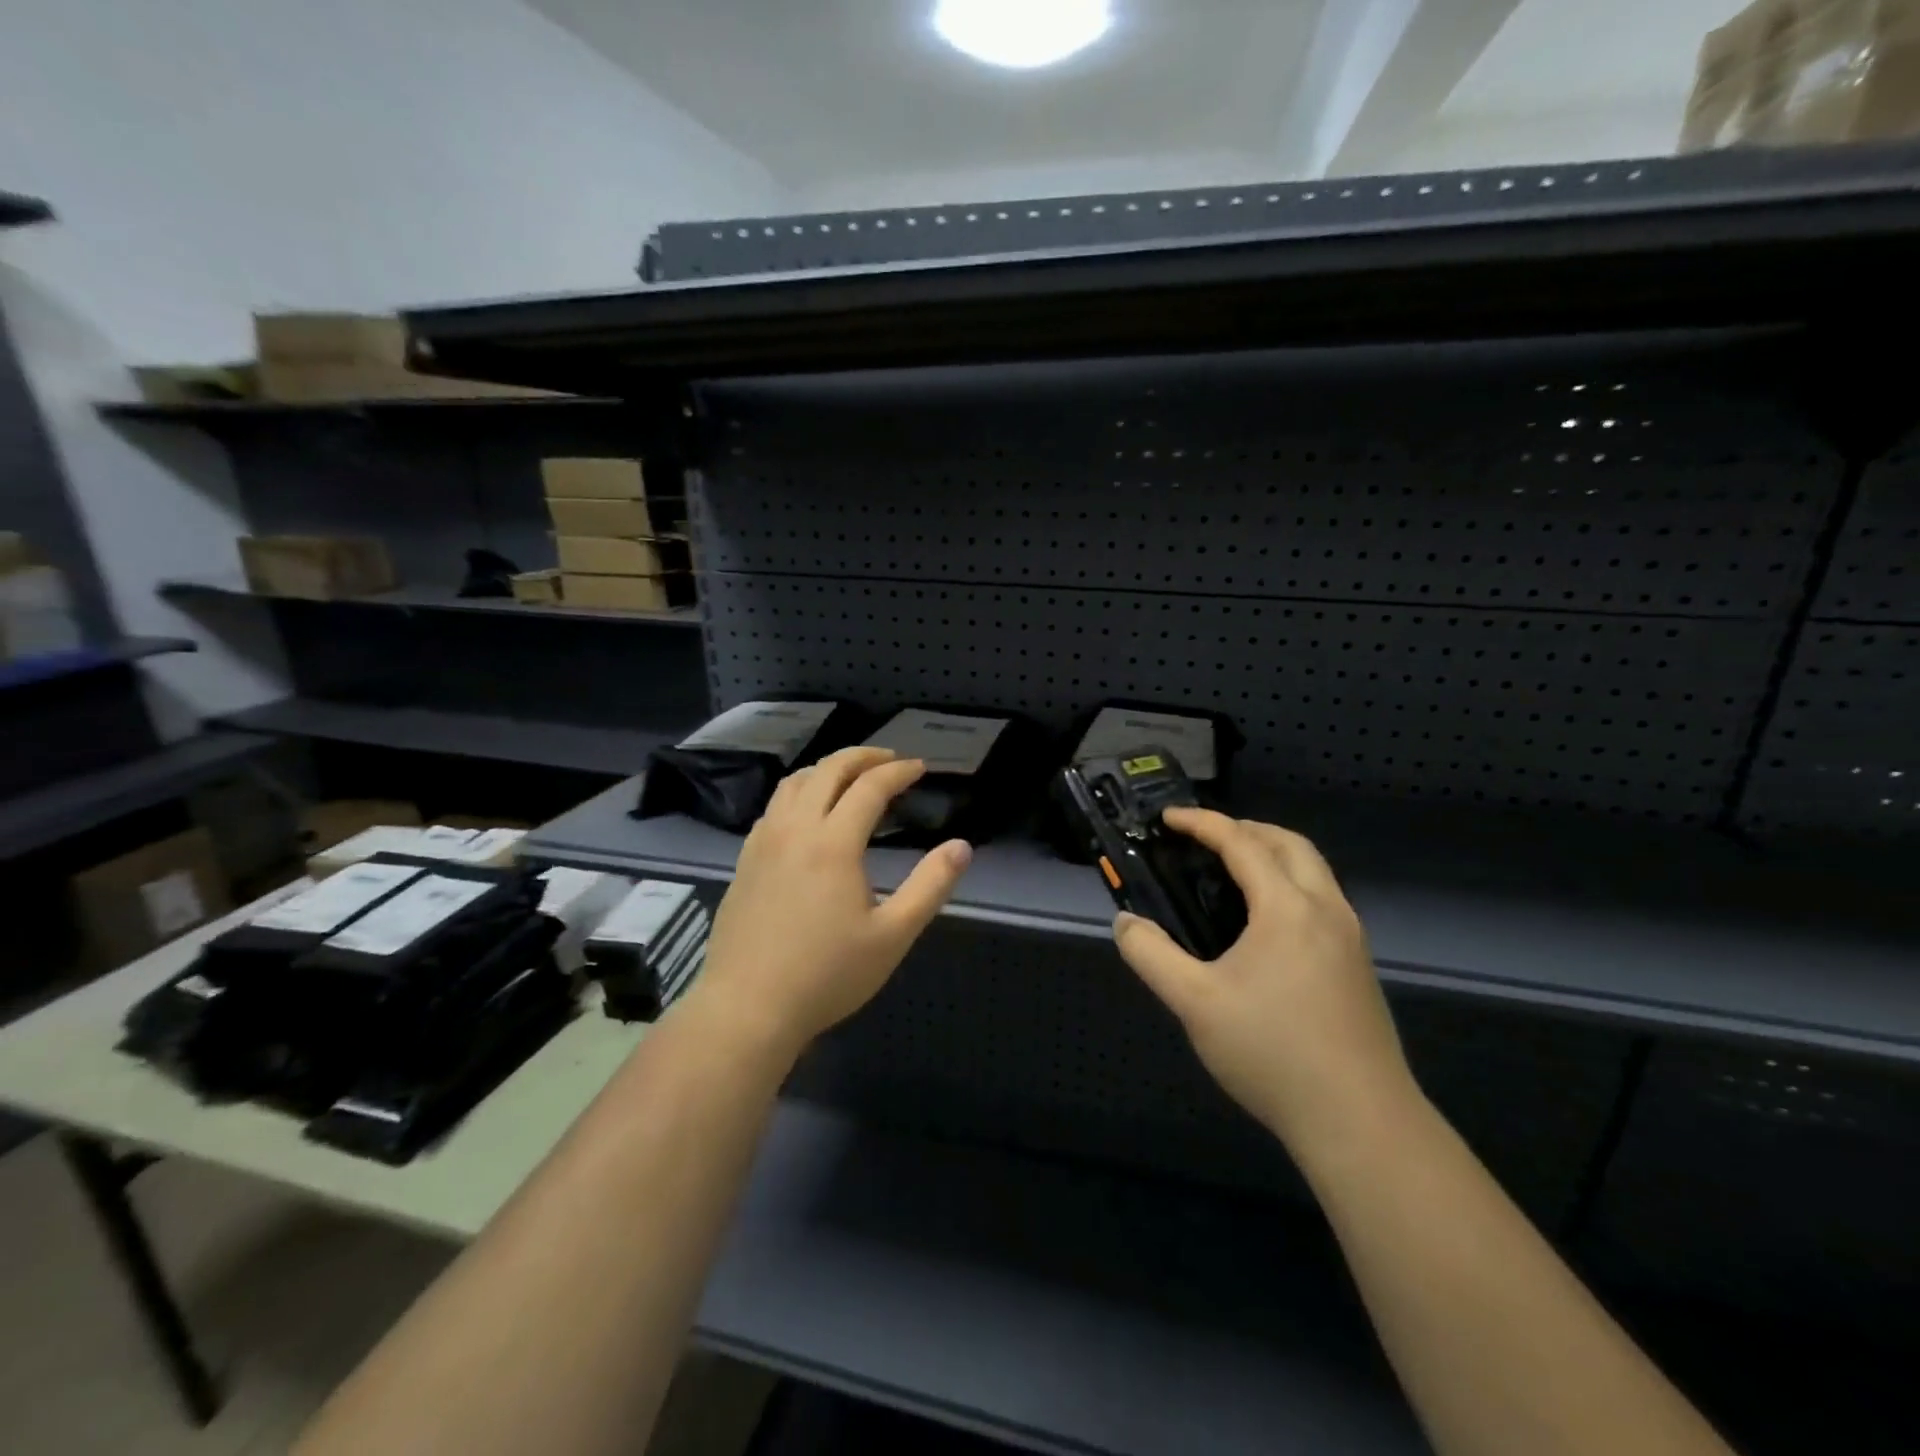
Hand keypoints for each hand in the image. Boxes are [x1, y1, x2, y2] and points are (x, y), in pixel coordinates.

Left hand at [690, 747, 971, 1058]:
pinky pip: (773, 807)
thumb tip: (962, 846)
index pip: (869, 786)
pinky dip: (799, 792)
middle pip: (828, 770)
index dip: (898, 771)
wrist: (747, 1008)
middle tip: (889, 760)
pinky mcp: (745, 861)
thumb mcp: (893, 936)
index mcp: (833, 843)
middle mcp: (795, 829)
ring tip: (850, 777)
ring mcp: (763, 843)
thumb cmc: (827, 975)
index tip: (919, 768)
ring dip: (826, 769)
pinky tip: (807, 814)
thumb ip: (930, 886)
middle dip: (862, 757)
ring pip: (794, 783)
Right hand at [1113, 809, 1415, 1153]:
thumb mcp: (1194, 1003)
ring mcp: (1351, 938)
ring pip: (1313, 870)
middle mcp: (1326, 909)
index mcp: (1287, 908)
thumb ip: (1151, 956)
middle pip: (1289, 843)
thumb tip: (1126, 922)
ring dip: (1272, 854)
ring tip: (1231, 873)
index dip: (1202, 823)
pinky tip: (1265, 922)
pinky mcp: (1359, 965)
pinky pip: (1322, 899)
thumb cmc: (1272, 1052)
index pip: (1242, 843)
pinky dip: (1290, 883)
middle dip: (1245, 828)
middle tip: (1204, 839)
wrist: (1360, 1121)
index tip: (1168, 819)